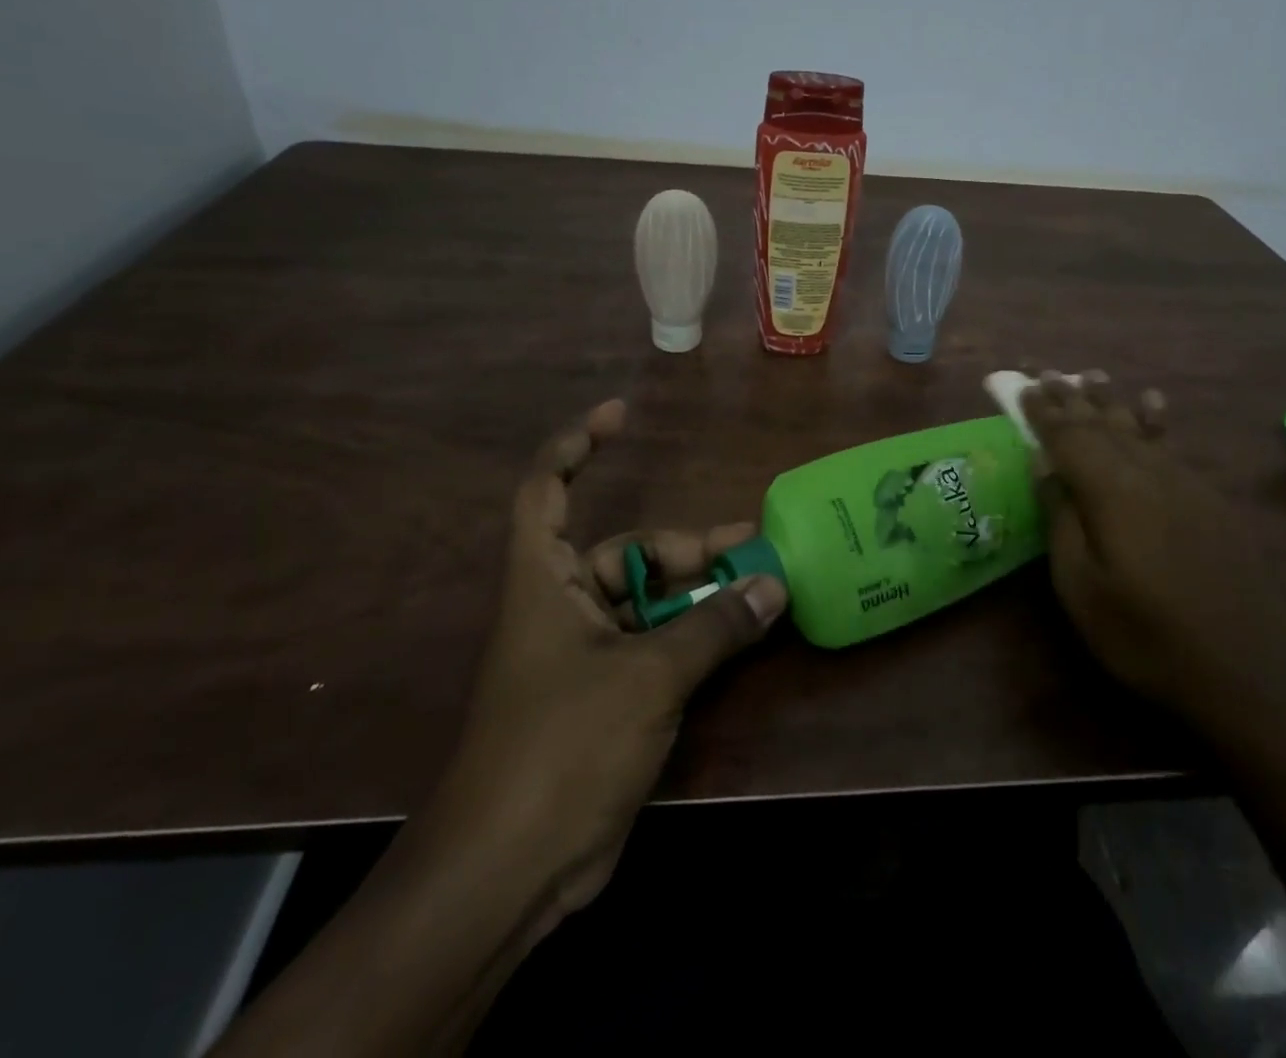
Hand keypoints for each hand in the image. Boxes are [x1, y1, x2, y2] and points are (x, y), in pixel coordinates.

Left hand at [431, 398, 786, 916]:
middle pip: (626, 552)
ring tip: (761, 588)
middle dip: (687, 548)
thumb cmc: (564, 747)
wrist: (510, 870)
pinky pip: (657, 645)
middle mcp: (561, 607)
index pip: (547, 491)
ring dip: (700, 595)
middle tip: (751, 546)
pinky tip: (740, 636)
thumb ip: (714, 626)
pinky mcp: (606, 697)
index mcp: (544, 582)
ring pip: (650, 602)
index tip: (621, 415)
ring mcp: (584, 655)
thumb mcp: (648, 676)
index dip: (577, 446)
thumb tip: (775, 585)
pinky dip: (695, 636)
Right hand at [1023, 373, 1285, 735]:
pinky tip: (1154, 405)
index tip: (1025, 386)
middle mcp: (1148, 473)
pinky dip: (1157, 420)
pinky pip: (1173, 446)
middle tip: (1049, 373)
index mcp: (1110, 491)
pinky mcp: (1211, 501)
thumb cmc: (1145, 636)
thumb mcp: (1081, 587)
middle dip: (1073, 398)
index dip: (1044, 411)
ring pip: (1139, 429)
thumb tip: (1045, 464)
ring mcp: (1185, 484)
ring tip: (1093, 375)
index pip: (1068, 437)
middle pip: (1103, 424)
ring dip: (1111, 401)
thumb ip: (1062, 518)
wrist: (1248, 673)